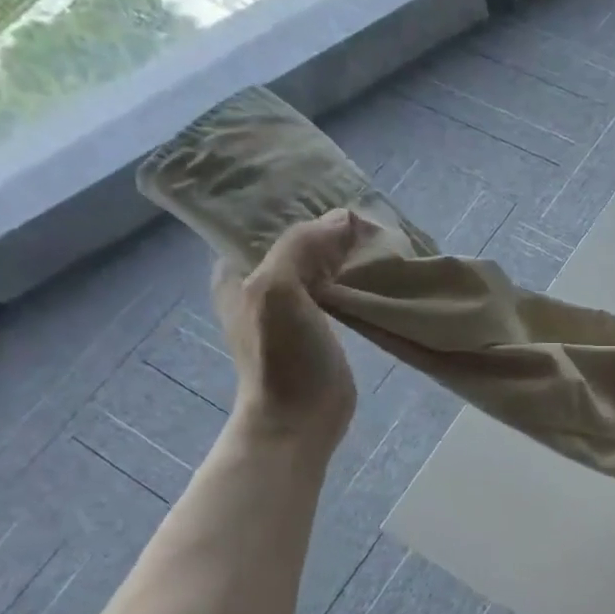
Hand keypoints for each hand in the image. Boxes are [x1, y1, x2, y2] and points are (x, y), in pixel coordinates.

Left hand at [215, 212, 359, 457]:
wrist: (300, 419)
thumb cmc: (280, 357)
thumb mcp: (279, 289)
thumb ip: (304, 245)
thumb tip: (347, 217)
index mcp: (236, 271)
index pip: (265, 222)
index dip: (297, 206)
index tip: (335, 193)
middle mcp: (260, 284)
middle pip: (297, 242)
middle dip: (327, 228)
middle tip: (366, 216)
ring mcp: (292, 307)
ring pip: (320, 265)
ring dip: (344, 253)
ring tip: (377, 237)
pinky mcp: (320, 328)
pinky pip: (337, 289)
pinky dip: (354, 277)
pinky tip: (378, 270)